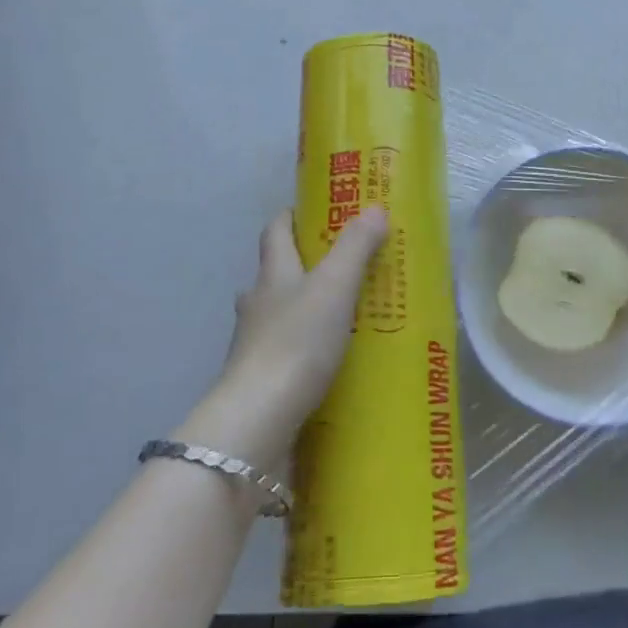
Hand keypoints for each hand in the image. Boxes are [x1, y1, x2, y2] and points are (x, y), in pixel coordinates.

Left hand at [184, 208, 387, 468]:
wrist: (259, 419)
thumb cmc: (297, 341)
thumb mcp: (334, 286)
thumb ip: (355, 247)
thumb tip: (374, 208)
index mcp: (273, 274)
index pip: (276, 230)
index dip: (292, 216)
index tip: (315, 210)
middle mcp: (257, 304)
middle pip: (276, 272)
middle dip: (303, 265)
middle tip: (341, 266)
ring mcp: (254, 344)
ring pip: (279, 314)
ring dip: (304, 310)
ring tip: (342, 315)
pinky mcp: (260, 380)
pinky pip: (285, 353)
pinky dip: (304, 349)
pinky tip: (329, 361)